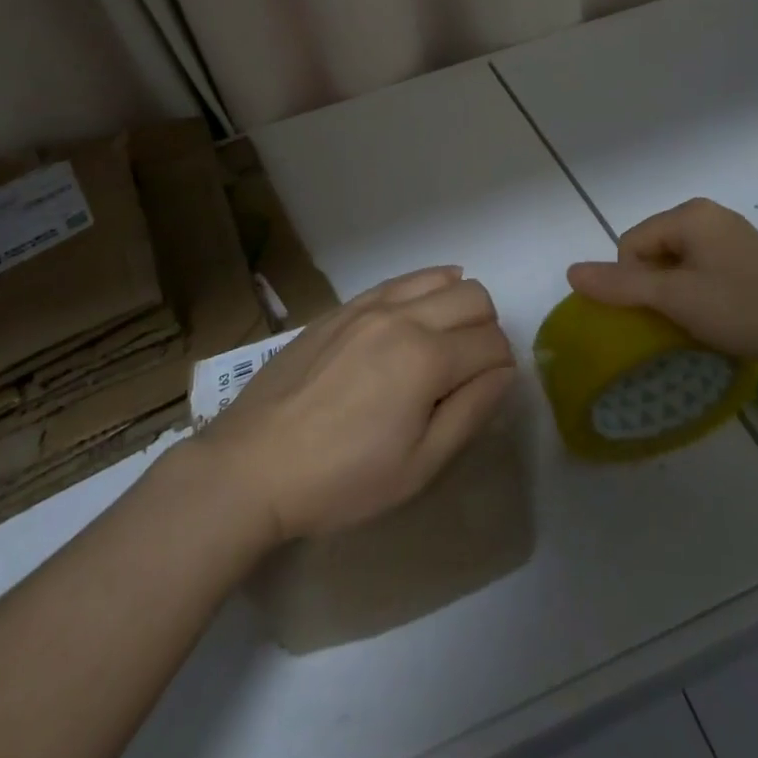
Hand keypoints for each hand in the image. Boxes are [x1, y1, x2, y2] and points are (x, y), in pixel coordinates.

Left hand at [191, 267, 516, 543]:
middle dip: (487, 330)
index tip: (486, 393)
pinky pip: (399, 280)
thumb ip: (471, 412)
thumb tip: (504, 372)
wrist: (253, 464)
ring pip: (440, 277)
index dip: (502, 368)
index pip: (494, 343)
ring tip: (445, 341)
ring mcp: (369, 305)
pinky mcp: (343, 307)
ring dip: (458, 304)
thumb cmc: (341, 479)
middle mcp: (403, 317)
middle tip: (468, 371)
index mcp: (426, 359)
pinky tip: (418, 312)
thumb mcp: (419, 467)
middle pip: (475, 297)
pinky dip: (424, 288)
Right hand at [565, 199, 757, 367]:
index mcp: (690, 213)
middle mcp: (709, 215)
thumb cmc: (740, 308)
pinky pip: (702, 270)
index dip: (634, 279)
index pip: (631, 242)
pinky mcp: (749, 260)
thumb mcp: (673, 298)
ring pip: (677, 263)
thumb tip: (570, 271)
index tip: (660, 309)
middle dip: (655, 285)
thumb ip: (621, 284)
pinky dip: (698, 293)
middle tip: (677, 317)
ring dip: (676, 292)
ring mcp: (732, 237)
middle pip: (653, 249)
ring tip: (697, 321)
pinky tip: (717, 316)